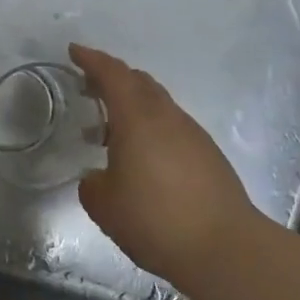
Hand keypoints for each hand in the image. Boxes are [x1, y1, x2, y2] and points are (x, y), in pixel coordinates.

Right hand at [70, 44, 262, 287]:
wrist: (225, 248)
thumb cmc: (155, 220)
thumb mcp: (105, 206)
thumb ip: (93, 185)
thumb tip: (98, 178)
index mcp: (138, 119)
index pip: (113, 75)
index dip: (92, 60)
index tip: (74, 51)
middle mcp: (167, 117)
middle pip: (139, 82)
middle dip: (112, 79)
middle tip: (88, 89)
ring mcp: (192, 134)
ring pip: (157, 104)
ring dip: (131, 107)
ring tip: (108, 132)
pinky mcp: (207, 155)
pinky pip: (171, 126)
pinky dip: (150, 129)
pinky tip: (141, 158)